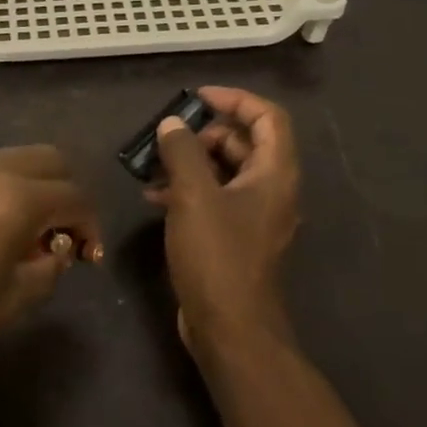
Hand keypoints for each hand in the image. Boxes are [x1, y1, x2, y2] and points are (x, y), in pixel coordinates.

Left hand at [0, 146, 101, 385]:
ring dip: (36, 186)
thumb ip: (48, 268)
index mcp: (15, 198)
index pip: (74, 196)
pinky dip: (4, 185)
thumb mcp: (12, 303)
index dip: (90, 226)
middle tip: (64, 237)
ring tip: (27, 234)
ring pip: (17, 158)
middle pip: (51, 160)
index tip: (89, 259)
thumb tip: (58, 249)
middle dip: (68, 194)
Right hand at [148, 86, 299, 354]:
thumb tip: (172, 124)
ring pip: (225, 172)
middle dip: (205, 133)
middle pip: (245, 143)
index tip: (197, 97)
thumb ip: (182, 153)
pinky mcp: (234, 238)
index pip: (268, 117)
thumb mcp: (194, 197)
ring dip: (191, 162)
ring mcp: (253, 216)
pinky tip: (154, 196)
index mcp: (274, 174)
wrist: (230, 328)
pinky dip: (188, 190)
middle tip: (169, 136)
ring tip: (153, 164)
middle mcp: (271, 190)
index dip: (235, 100)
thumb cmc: (217, 256)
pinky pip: (214, 199)